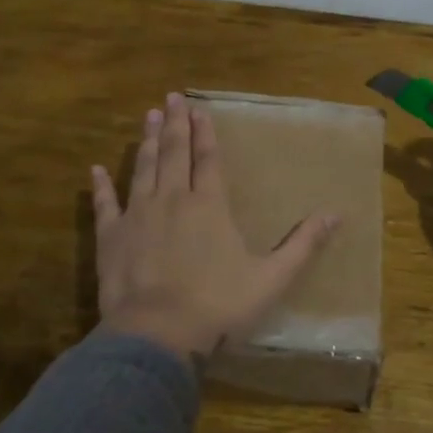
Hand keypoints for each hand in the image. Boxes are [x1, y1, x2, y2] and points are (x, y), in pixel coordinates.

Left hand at [92, 92, 338, 363]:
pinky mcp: (110, 238)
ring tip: (149, 117)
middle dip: (175, 124)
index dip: (205, 133)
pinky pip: (104, 205)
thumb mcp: (271, 278)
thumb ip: (303, 245)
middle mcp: (172, 200)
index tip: (199, 108)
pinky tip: (96, 169)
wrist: (158, 335)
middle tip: (171, 97)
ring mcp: (137, 216)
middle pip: (174, 154)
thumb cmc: (218, 305)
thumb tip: (336, 214)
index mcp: (209, 206)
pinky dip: (101, 186)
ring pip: (143, 169)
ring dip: (147, 142)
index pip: (208, 159)